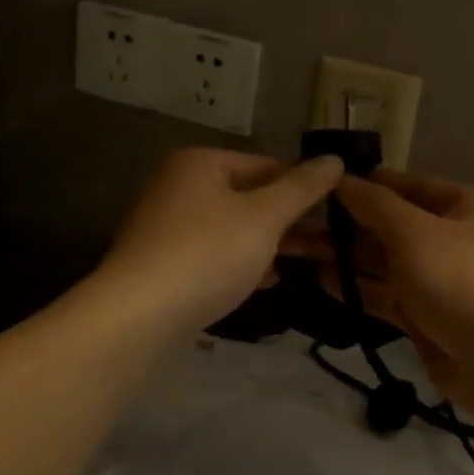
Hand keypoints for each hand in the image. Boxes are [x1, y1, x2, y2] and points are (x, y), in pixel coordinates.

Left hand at [101, 148, 344, 333]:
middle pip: (248, 196)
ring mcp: (166, 226)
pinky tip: (265, 281)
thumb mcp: (264, 217)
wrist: (137, 315)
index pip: (266, 165)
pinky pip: (212, 254)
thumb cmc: (208, 253)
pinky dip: (240, 262)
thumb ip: (302, 188)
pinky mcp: (161, 263)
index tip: (336, 212)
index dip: (303, 187)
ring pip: (232, 228)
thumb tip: (334, 159)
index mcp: (201, 163)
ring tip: (305, 262)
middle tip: (328, 241)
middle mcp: (179, 186)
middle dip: (288, 220)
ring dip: (268, 243)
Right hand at [283, 169, 473, 407]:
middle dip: (346, 223)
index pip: (403, 185)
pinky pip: (386, 294)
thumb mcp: (416, 232)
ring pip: (384, 260)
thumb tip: (341, 178)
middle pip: (390, 223)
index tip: (315, 184)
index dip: (362, 184)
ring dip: (345, 256)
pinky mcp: (427, 317)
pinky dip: (357, 287)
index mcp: (462, 205)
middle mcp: (452, 237)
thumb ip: (374, 205)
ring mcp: (440, 279)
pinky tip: (320, 280)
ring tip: (297, 248)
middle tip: (295, 221)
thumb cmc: (464, 282)